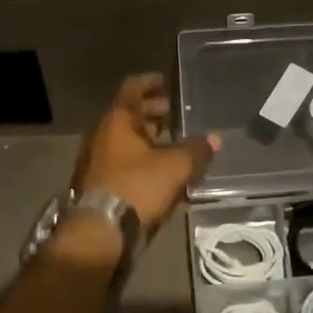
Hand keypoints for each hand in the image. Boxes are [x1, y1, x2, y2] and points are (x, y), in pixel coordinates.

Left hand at [72, 74, 219, 232]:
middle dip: (154, 112)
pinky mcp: (99, 183)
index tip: (168, 81)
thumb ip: (195, 150)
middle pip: (129, 114)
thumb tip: (214, 139)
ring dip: (149, 137)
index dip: (151, 82)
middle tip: (178, 114)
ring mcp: (98, 160)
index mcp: (116, 120)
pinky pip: (123, 161)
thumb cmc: (136, 187)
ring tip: (175, 142)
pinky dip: (142, 158)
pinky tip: (162, 169)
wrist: (99, 231)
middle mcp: (102, 135)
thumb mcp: (174, 166)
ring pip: (126, 140)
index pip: (132, 88)